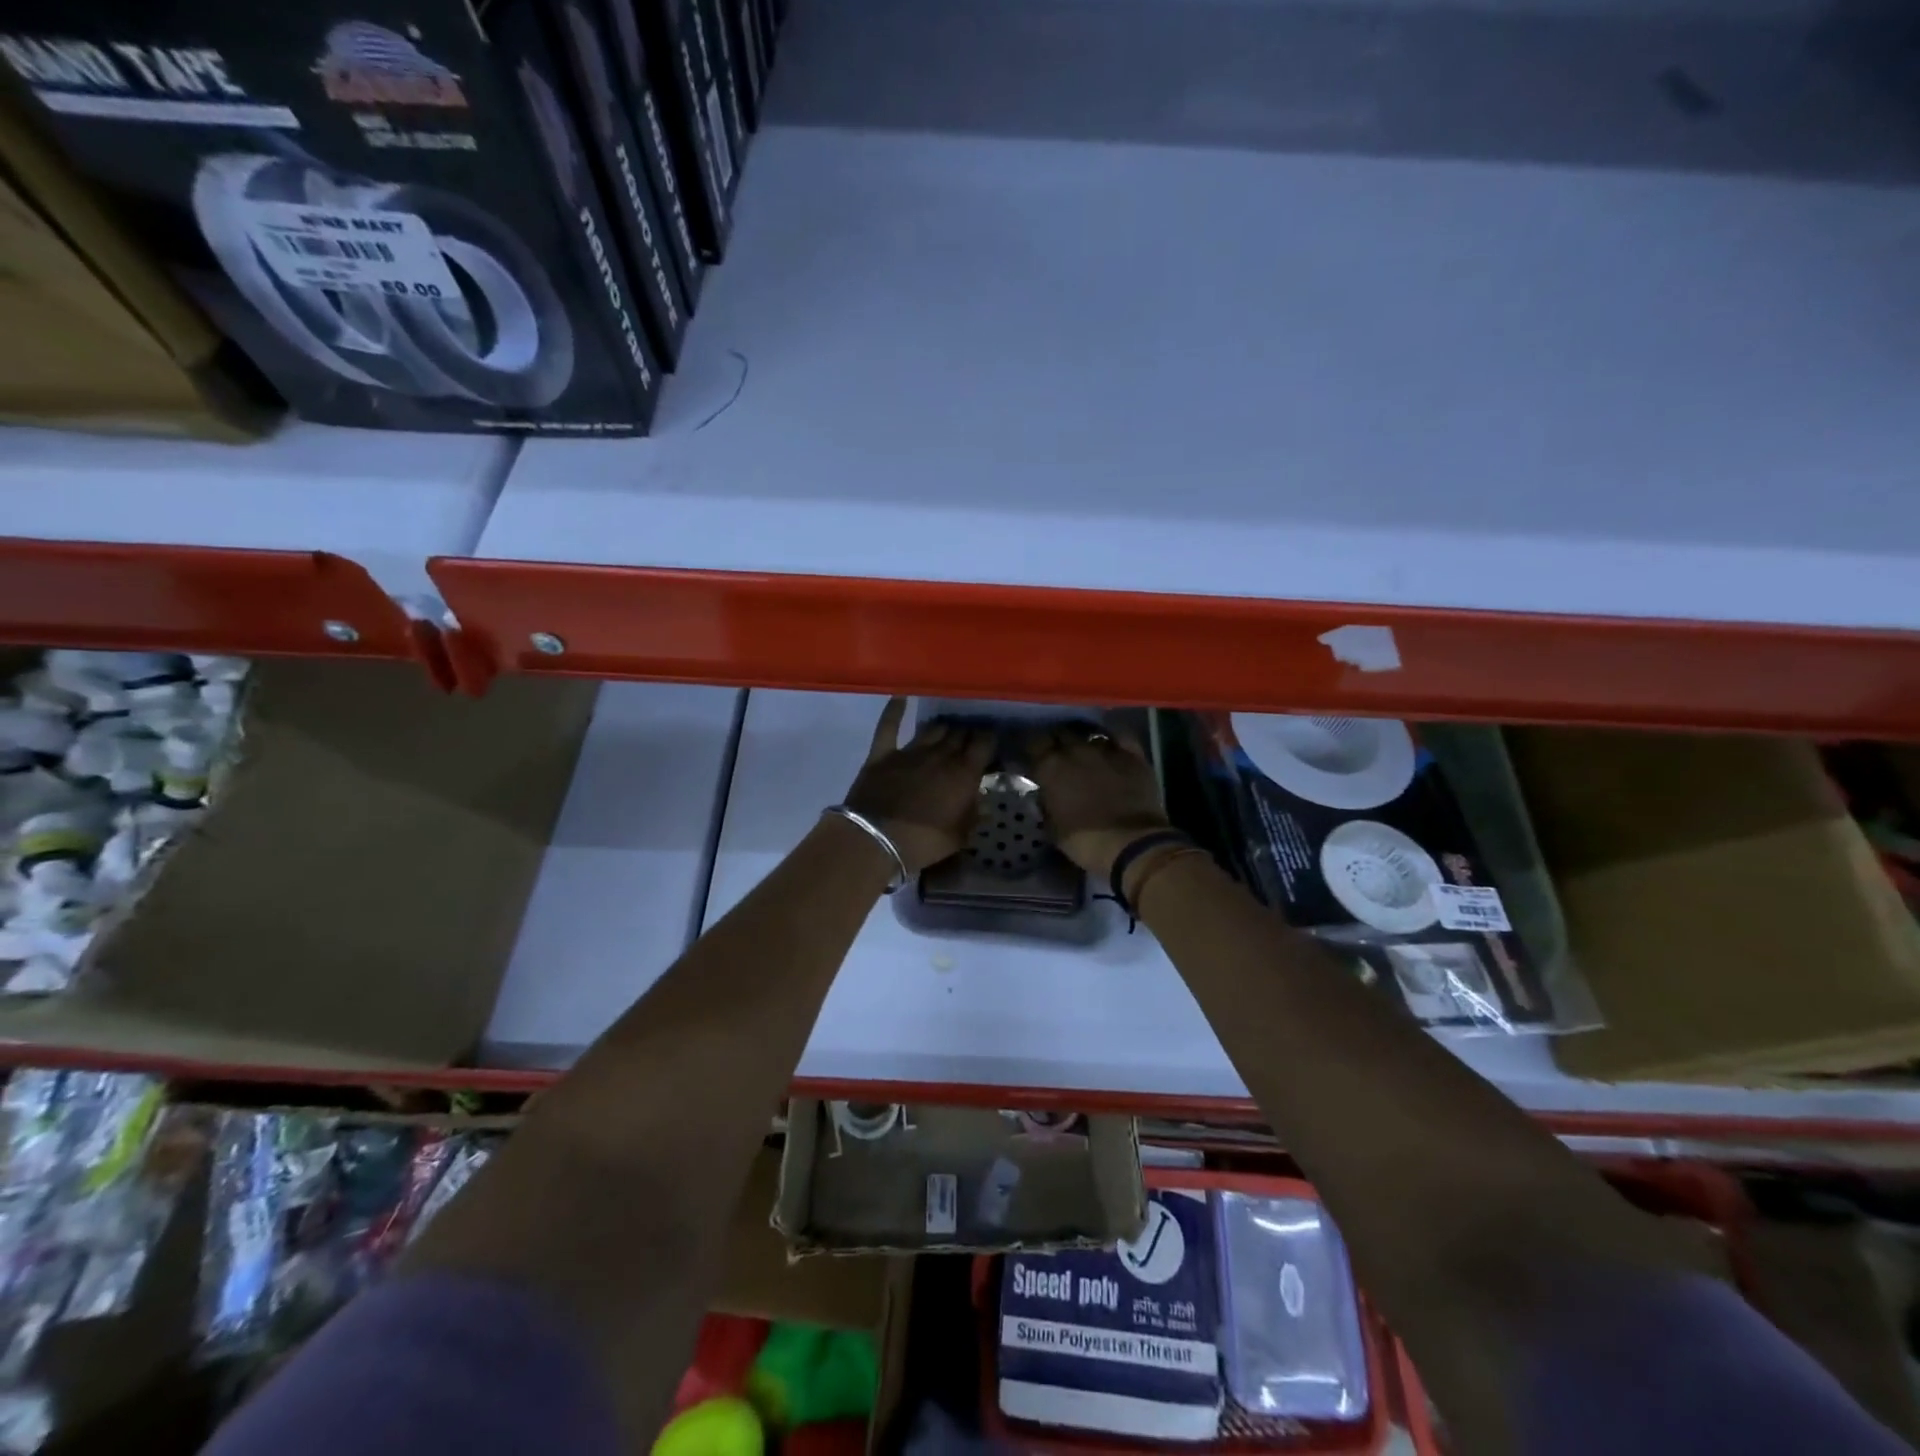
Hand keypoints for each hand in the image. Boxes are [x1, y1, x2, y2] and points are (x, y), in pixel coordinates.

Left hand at [842, 698, 995, 872]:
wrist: (875, 840)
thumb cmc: (923, 842)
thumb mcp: (960, 836)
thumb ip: (973, 813)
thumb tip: (980, 798)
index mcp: (964, 773)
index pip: (984, 743)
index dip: (990, 739)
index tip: (991, 741)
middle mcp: (941, 754)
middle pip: (960, 733)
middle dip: (968, 733)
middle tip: (970, 738)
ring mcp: (910, 751)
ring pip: (933, 728)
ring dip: (943, 728)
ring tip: (947, 729)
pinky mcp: (883, 753)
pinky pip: (889, 725)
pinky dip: (894, 709)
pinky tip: (900, 695)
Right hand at [1026, 723, 1170, 878]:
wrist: (1131, 844)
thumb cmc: (1084, 841)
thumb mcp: (1052, 827)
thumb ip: (1045, 803)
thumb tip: (1044, 794)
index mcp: (1051, 767)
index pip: (1035, 743)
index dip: (1035, 749)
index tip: (1036, 758)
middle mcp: (1076, 750)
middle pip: (1062, 733)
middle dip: (1059, 742)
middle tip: (1060, 756)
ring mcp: (1106, 750)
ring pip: (1090, 735)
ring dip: (1085, 743)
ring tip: (1086, 753)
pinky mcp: (1132, 755)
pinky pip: (1120, 737)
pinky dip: (1113, 740)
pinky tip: (1112, 747)